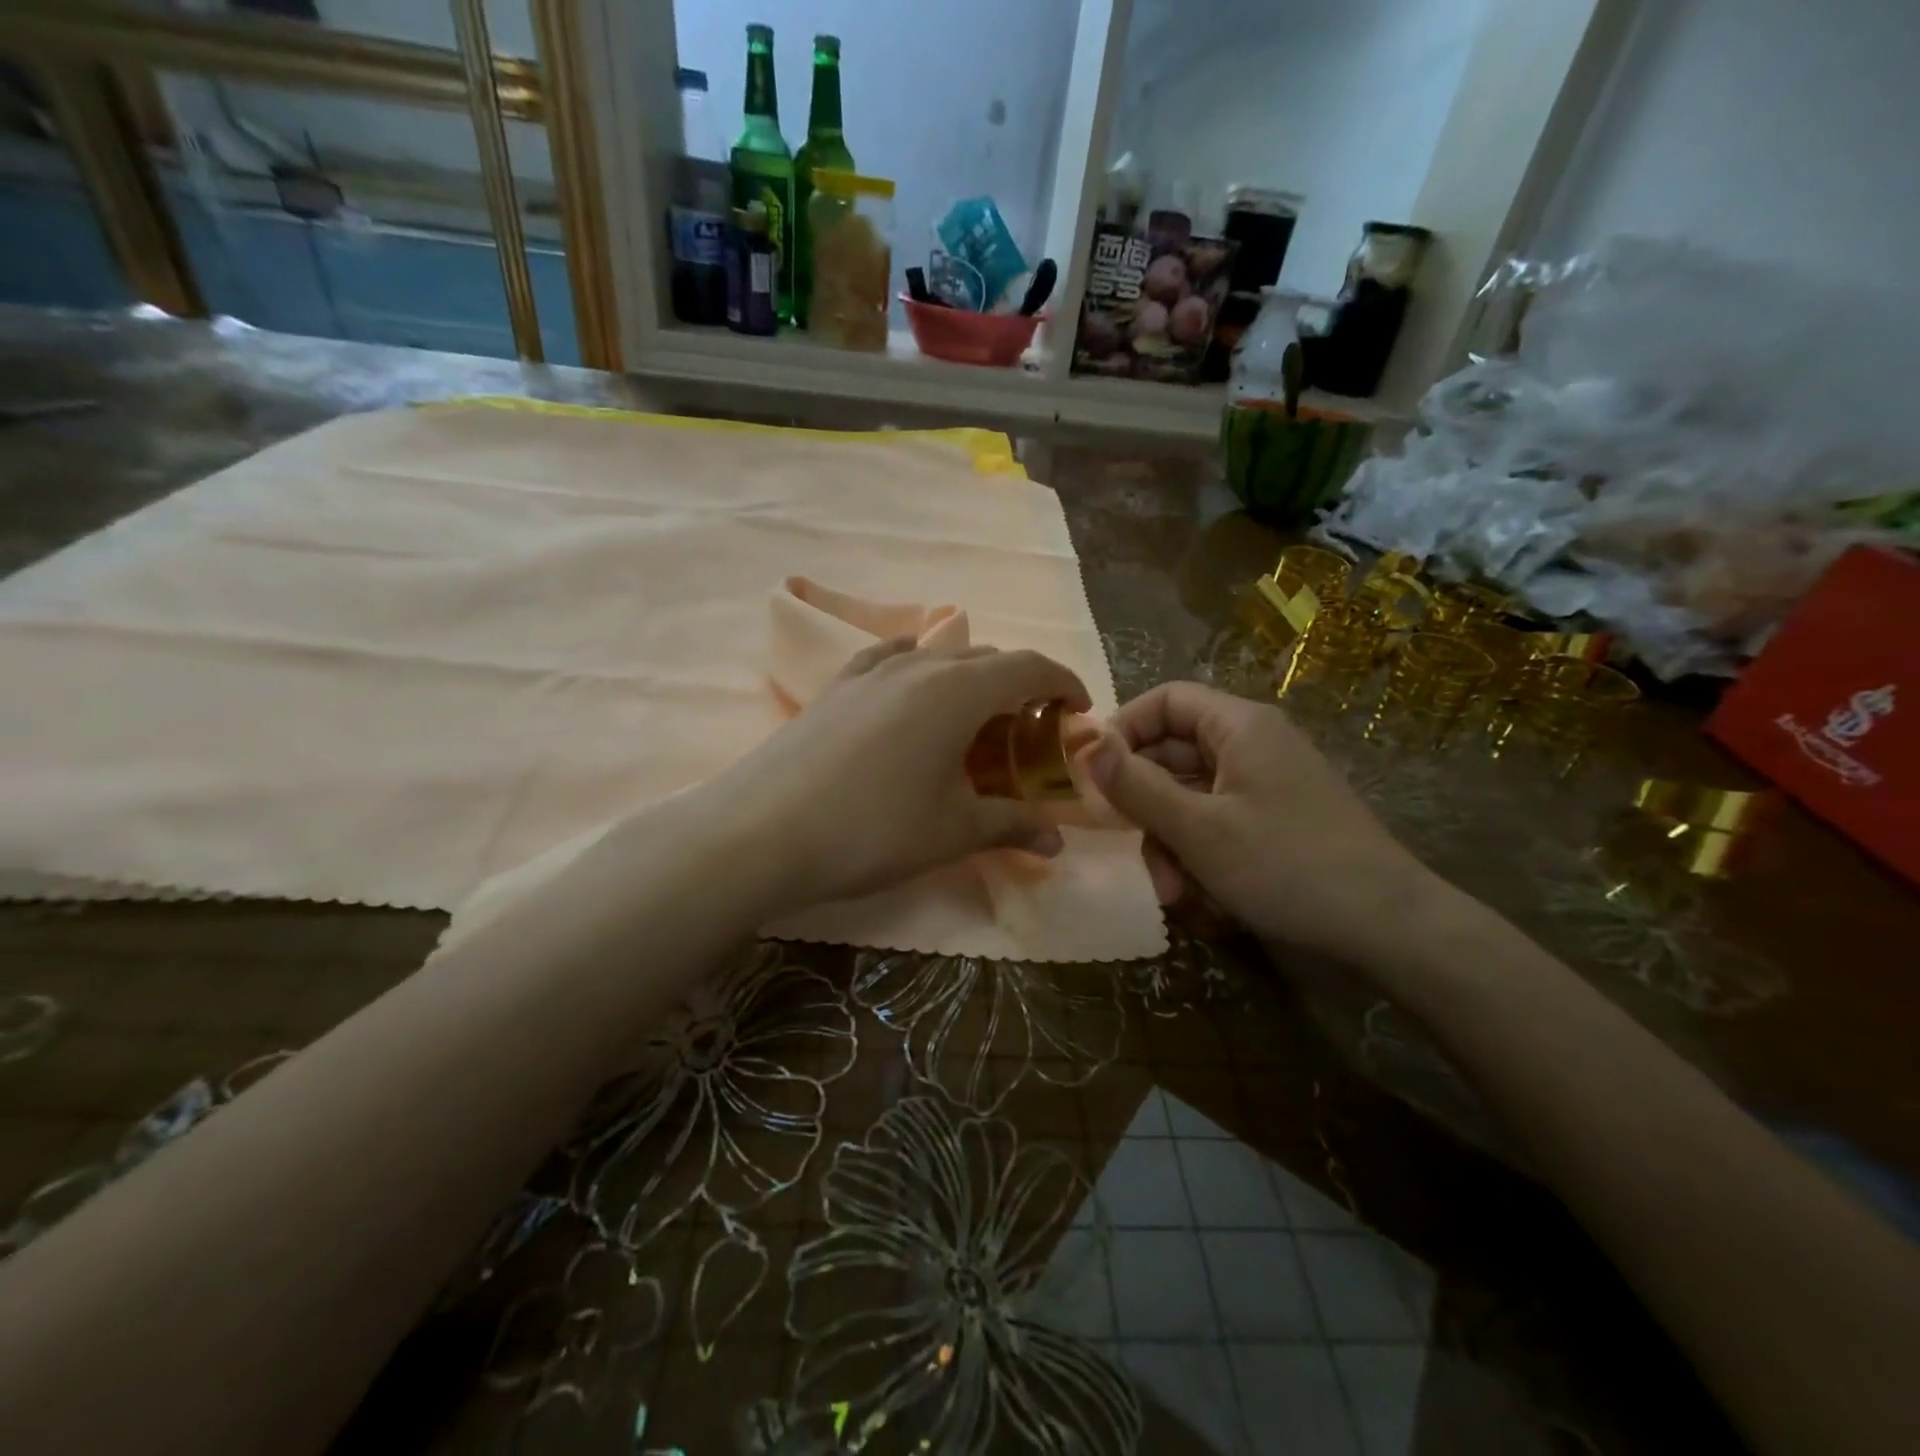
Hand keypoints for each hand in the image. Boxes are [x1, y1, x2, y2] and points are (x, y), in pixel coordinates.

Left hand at [703, 639, 1090, 911]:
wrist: (760, 832)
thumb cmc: (872, 830)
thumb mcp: (953, 831)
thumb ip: (1012, 826)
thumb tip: (1055, 842)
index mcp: (957, 690)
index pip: (1028, 666)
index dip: (1063, 682)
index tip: (1078, 711)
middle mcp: (917, 665)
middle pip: (986, 659)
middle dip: (1019, 687)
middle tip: (1028, 733)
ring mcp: (869, 671)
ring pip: (938, 658)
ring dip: (969, 681)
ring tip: (973, 721)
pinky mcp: (834, 687)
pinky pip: (891, 661)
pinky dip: (918, 672)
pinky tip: (911, 695)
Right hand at [1085, 682, 1438, 962]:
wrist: (1388, 928)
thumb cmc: (1286, 866)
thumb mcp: (1197, 829)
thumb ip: (1135, 786)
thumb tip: (1084, 744)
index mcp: (1240, 726)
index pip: (1165, 700)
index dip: (1123, 728)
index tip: (1091, 772)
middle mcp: (1253, 744)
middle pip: (1174, 751)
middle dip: (1144, 801)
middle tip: (1122, 841)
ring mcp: (1267, 784)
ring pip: (1192, 794)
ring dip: (1168, 838)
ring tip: (1169, 890)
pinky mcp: (1276, 819)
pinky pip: (1218, 820)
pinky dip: (1198, 851)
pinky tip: (1195, 894)